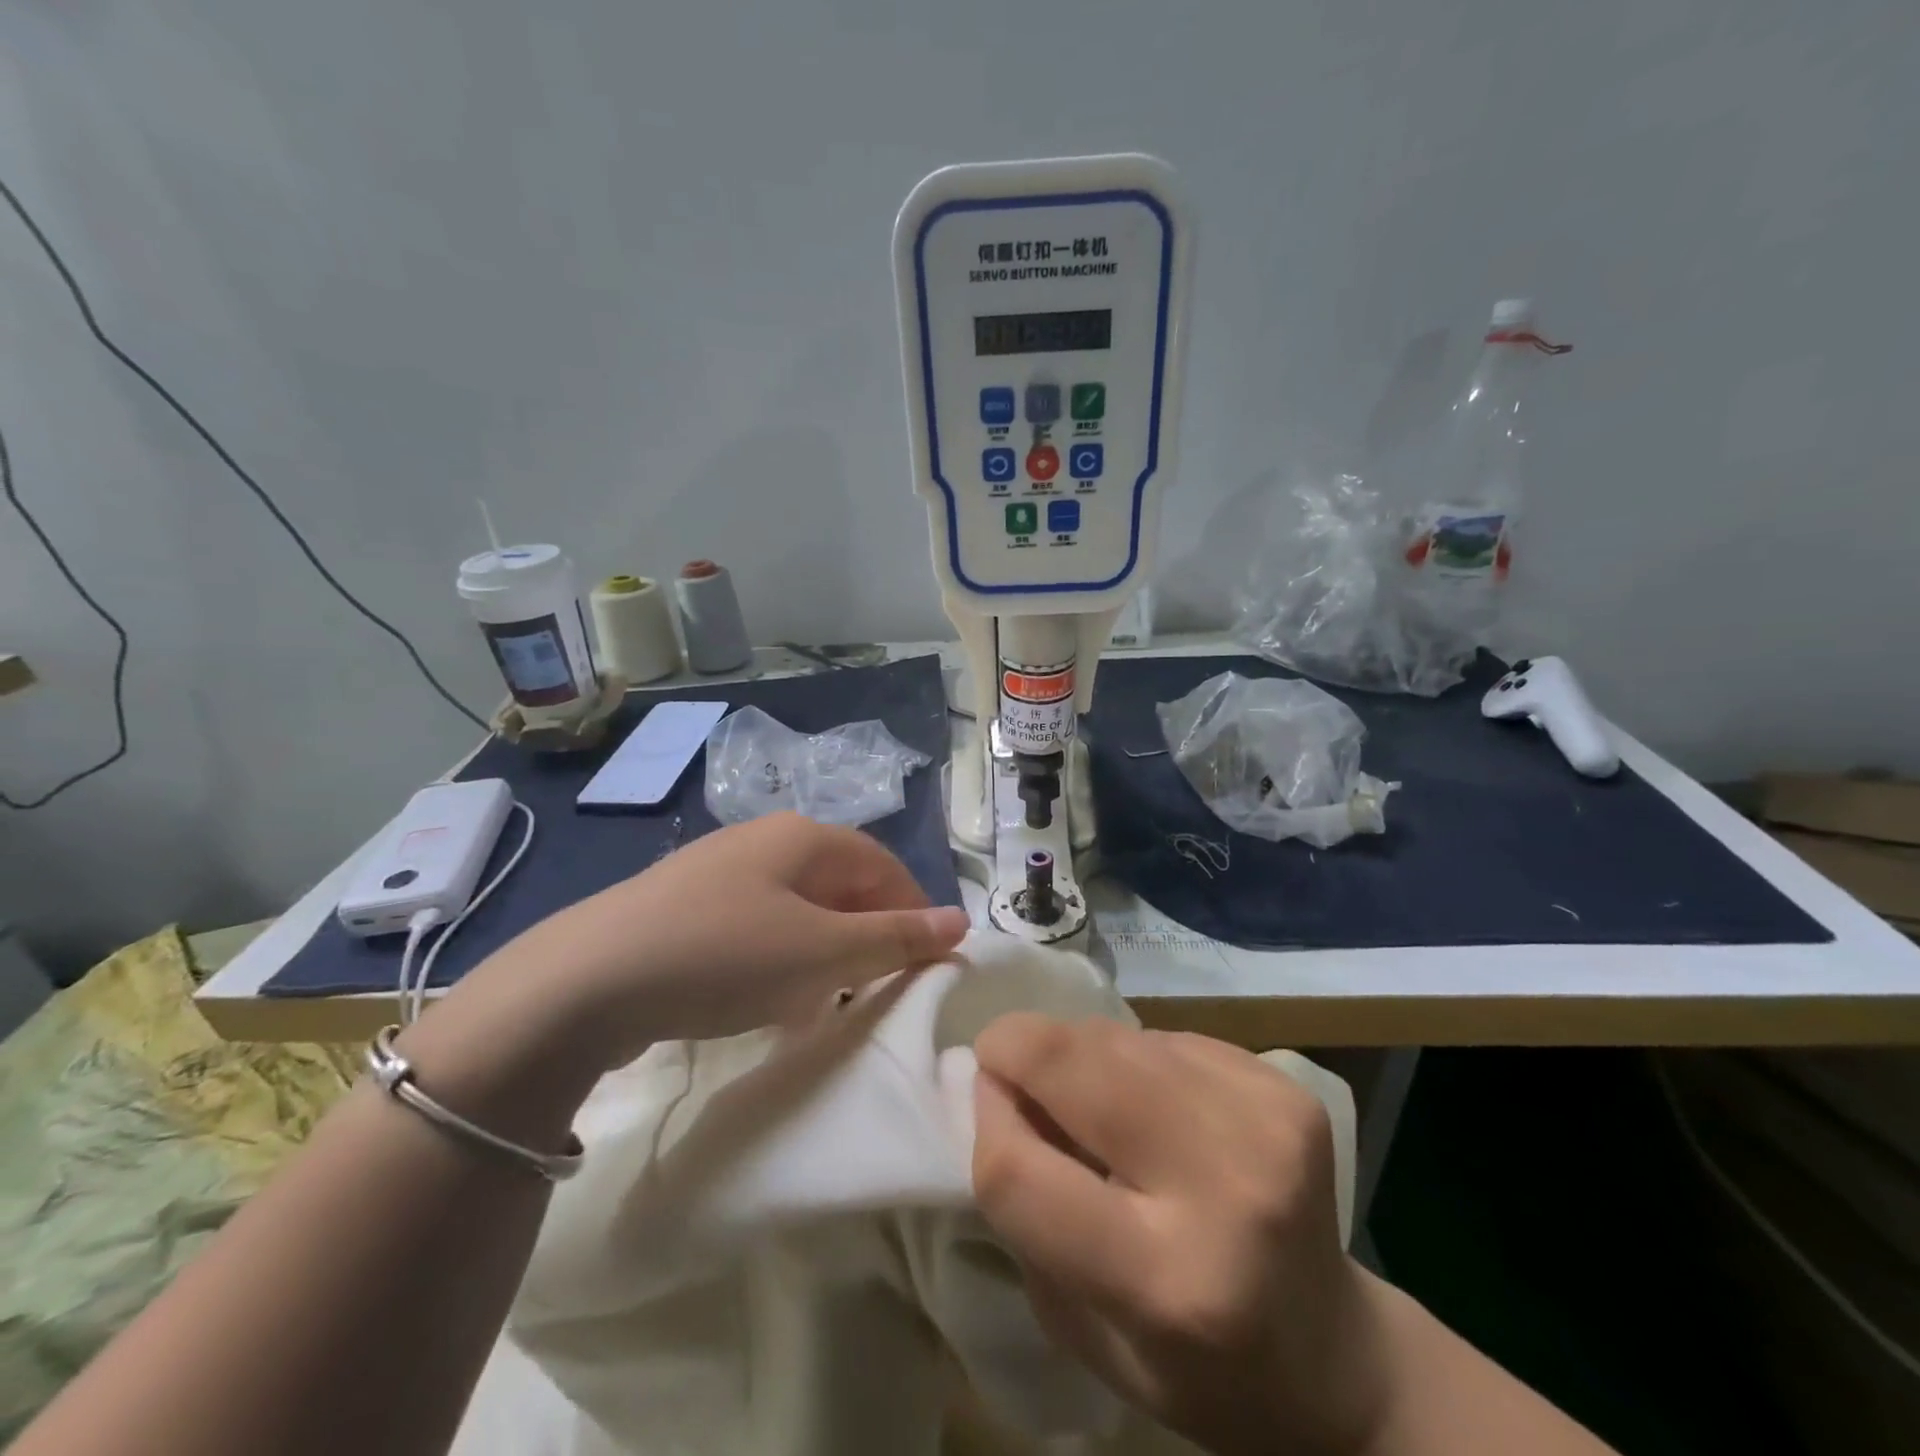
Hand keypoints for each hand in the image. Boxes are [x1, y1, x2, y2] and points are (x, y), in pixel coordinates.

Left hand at [446, 813, 969, 1072]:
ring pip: (797, 905)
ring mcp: (718, 869)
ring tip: (825, 997)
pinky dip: (778, 956)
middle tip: (876, 986)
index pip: (882, 864)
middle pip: (839, 881)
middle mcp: (763, 840)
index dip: (913, 910)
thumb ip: (895, 938)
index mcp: (804, 836)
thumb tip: (960, 920)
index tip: (926, 961)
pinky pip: (755, 923)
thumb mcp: (824, 952)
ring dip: (823, 948)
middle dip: (866, 932)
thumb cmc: (727, 956)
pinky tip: (765, 995)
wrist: (586, 981)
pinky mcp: (683, 904)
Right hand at [972, 1017, 1388, 1455]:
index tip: (984, 1107)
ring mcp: (1260, 1117)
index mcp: (1166, 1282)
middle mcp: (1222, 1184)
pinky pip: (1159, 1036)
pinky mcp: (1279, 1079)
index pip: (1018, 1168)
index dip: (984, 1123)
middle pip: (1069, 1061)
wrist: (1333, 1350)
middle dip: (1014, 1050)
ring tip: (1090, 1100)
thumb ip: (1024, 1211)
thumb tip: (993, 1087)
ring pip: (1111, 1034)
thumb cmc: (1191, 1364)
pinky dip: (1133, 1060)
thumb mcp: (1081, 1327)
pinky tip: (1155, 1105)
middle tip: (1011, 1072)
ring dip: (1076, 1055)